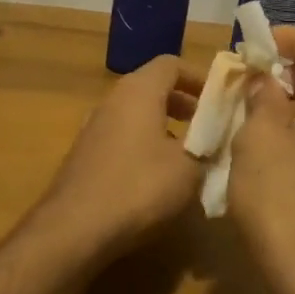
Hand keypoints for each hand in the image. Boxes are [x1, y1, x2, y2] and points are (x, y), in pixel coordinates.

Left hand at [29, 55, 204, 258]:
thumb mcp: (189, 168)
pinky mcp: (84, 155)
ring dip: (163, 126)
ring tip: (187, 153)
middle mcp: (112, 101)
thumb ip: (207, 145)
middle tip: (208, 124)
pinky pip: (122, 137)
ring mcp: (93, 128)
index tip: (220, 98)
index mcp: (138, 91)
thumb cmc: (139, 187)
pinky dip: (143, 144)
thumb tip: (214, 138)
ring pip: (135, 114)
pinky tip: (157, 176)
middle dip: (183, 102)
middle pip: (152, 87)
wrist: (74, 229)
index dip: (198, 77)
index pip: (170, 64)